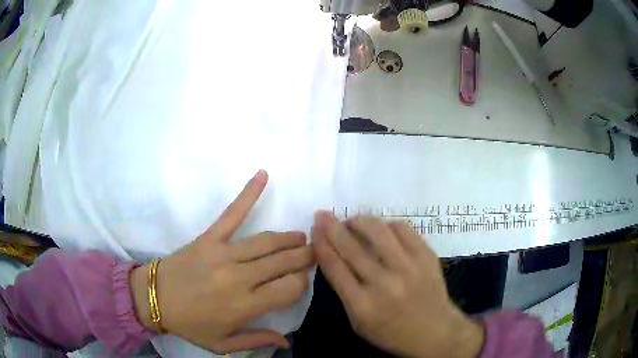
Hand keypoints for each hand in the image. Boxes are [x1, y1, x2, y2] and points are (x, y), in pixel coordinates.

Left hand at [131, 170, 313, 352]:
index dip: (301, 284)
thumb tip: (287, 342)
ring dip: (289, 237)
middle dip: (304, 257)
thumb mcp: (223, 345)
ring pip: (268, 241)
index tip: (300, 282)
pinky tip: (263, 175)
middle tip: (315, 253)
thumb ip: (257, 341)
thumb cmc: (190, 324)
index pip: (290, 288)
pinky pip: (232, 213)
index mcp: (245, 305)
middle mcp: (240, 277)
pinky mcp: (209, 237)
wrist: (154, 298)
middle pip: (284, 262)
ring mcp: (224, 253)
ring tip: (301, 237)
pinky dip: (249, 193)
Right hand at [312, 212, 483, 357]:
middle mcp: (384, 284)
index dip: (321, 244)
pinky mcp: (426, 256)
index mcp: (363, 305)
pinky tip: (382, 230)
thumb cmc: (392, 332)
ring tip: (352, 220)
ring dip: (359, 221)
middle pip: (351, 248)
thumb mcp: (359, 323)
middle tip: (323, 215)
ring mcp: (408, 268)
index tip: (315, 229)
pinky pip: (403, 229)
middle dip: (332, 227)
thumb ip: (344, 292)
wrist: (435, 332)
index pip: (335, 267)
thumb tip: (332, 257)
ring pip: (378, 232)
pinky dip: (388, 225)